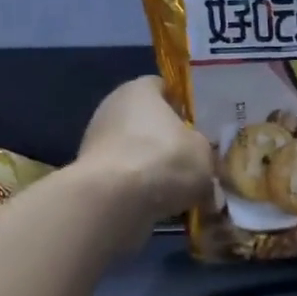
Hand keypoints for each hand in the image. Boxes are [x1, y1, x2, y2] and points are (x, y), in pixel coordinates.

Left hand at [74, 77, 215, 229]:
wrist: (114, 201)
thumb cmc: (164, 159)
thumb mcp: (204, 153)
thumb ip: (205, 154)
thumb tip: (204, 170)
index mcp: (140, 89)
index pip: (163, 88)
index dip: (182, 105)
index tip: (199, 126)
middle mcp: (112, 108)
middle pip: (148, 123)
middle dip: (169, 143)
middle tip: (194, 162)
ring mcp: (96, 142)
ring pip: (136, 153)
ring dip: (154, 169)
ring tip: (181, 192)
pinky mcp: (91, 174)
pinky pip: (124, 178)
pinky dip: (140, 190)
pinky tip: (160, 207)